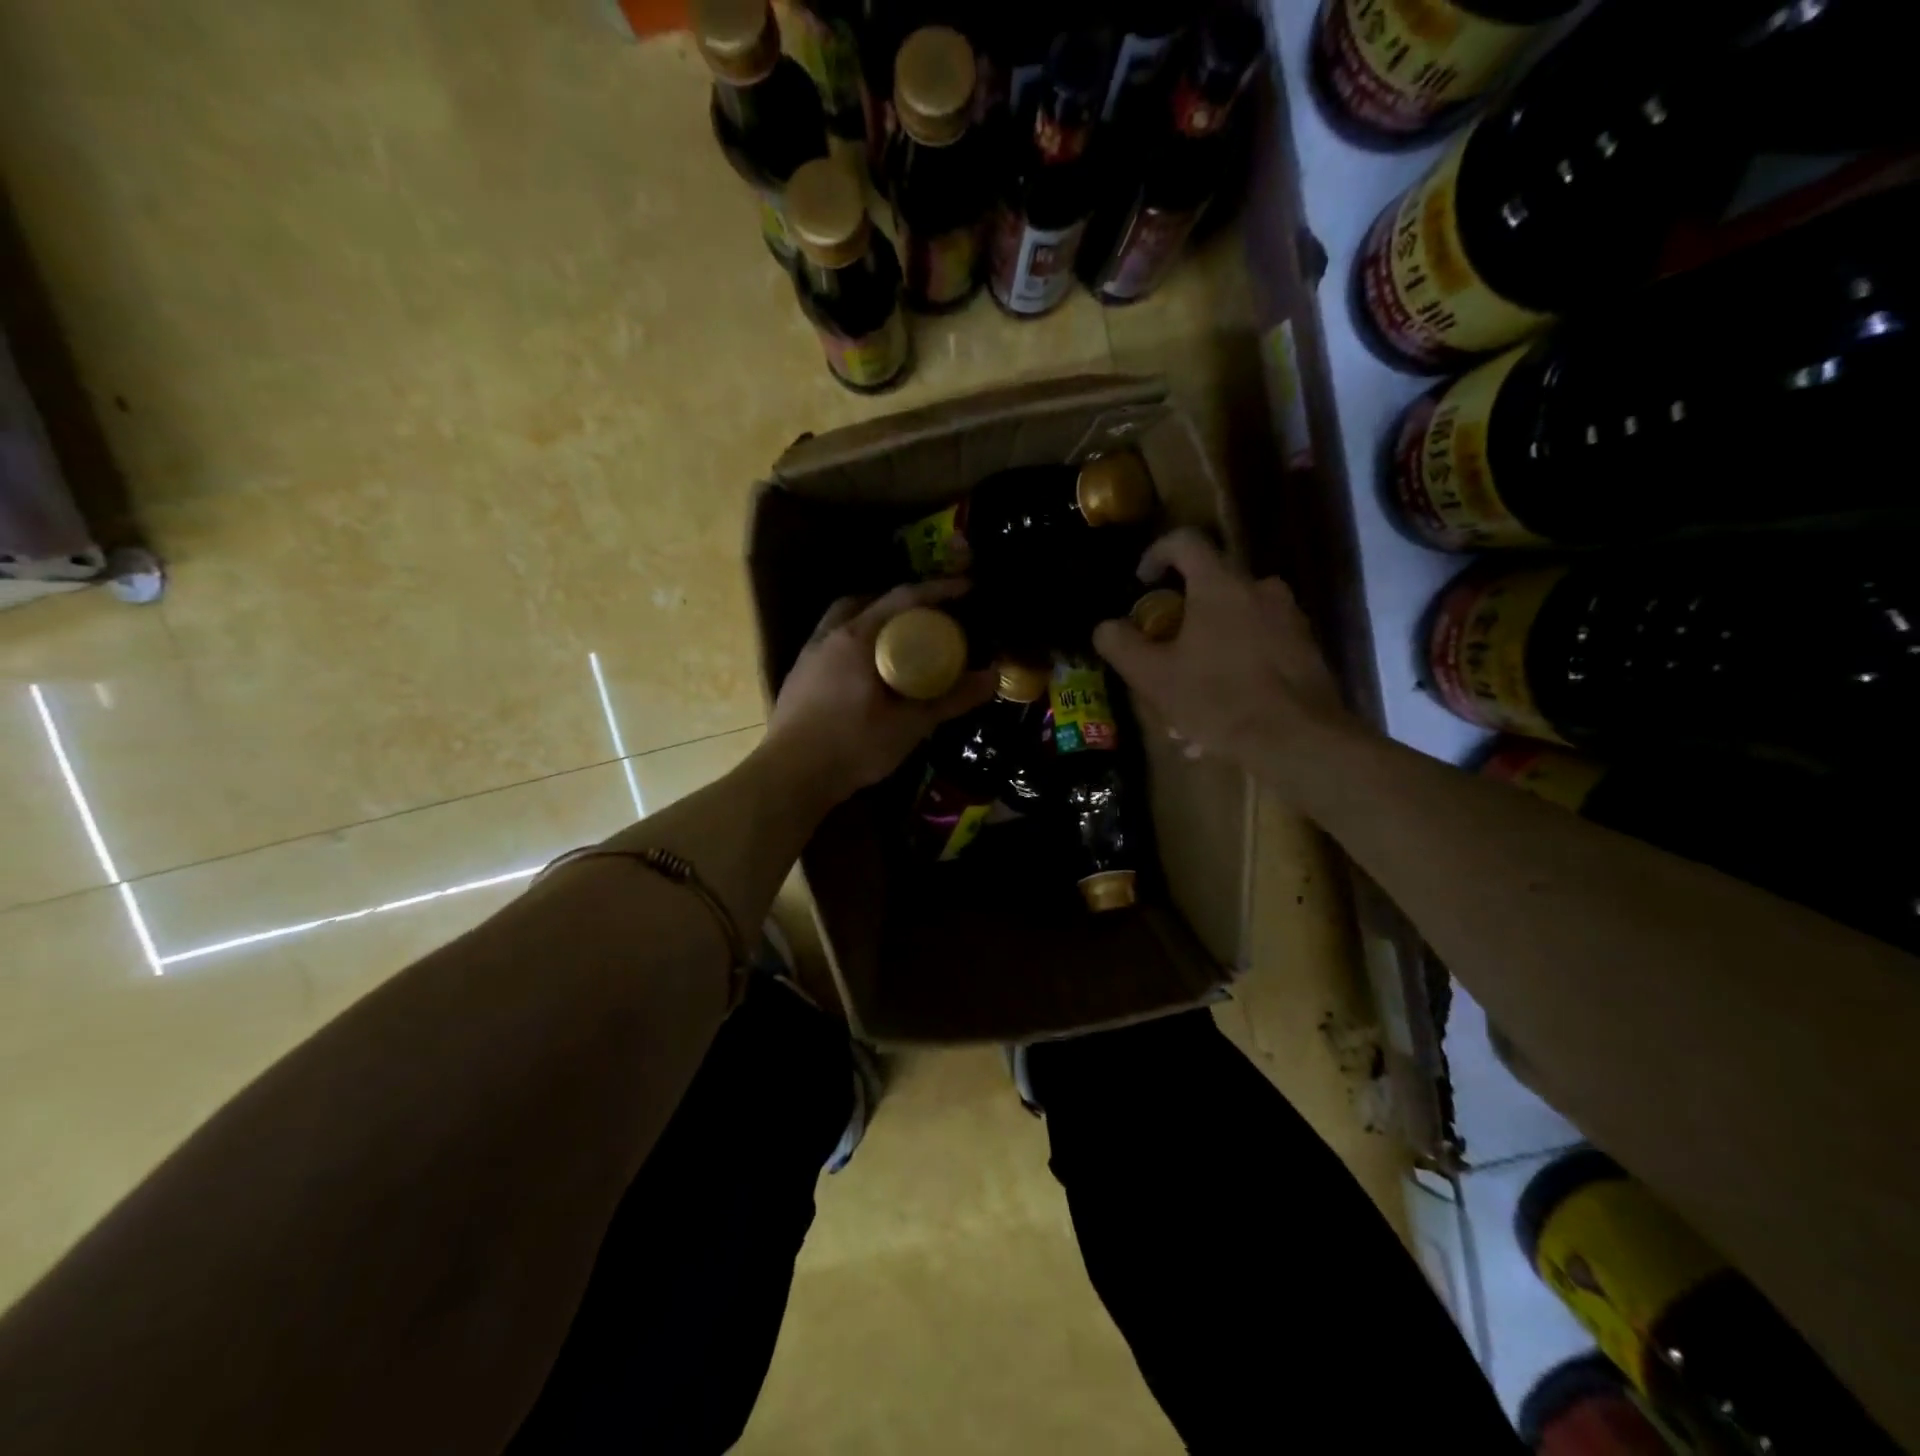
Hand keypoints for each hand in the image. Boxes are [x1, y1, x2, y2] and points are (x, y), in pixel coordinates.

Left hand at [763, 578, 996, 804]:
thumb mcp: (910, 725)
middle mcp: (830, 635)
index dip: (938, 589)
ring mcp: (810, 654)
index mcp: (857, 637)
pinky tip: (871, 670)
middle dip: (902, 602)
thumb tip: (993, 678)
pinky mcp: (800, 675)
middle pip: (868, 600)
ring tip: (901, 641)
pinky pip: (834, 641)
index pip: (903, 598)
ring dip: (875, 620)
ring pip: (846, 620)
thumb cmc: (852, 745)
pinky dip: (858, 642)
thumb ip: (951, 699)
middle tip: (930, 617)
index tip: (967, 588)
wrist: (790, 776)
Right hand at [1092, 529, 1362, 778]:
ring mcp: (1289, 618)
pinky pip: (1260, 645)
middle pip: (1212, 584)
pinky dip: (1237, 665)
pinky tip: (1223, 709)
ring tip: (1191, 691)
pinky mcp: (1306, 648)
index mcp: (1220, 585)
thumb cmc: (1219, 700)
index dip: (1157, 554)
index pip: (1185, 542)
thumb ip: (1122, 645)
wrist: (1299, 739)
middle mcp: (1260, 589)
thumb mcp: (1154, 677)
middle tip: (1165, 648)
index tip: (1143, 582)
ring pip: (1237, 619)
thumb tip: (1105, 626)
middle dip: (1183, 613)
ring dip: (1210, 644)